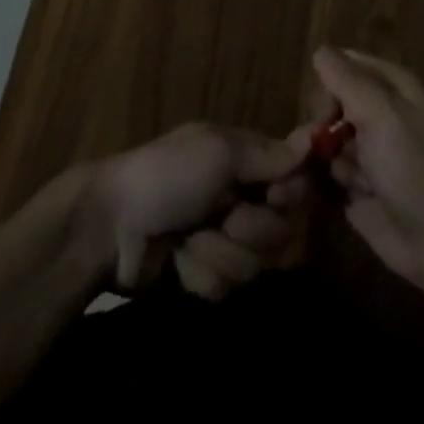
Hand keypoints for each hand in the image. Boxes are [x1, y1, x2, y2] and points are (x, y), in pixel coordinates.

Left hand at [91, 122, 312, 298]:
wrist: (110, 226)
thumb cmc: (166, 175)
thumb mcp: (217, 152)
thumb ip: (268, 154)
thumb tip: (314, 137)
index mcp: (242, 159)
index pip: (294, 181)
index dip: (290, 195)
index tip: (275, 196)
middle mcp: (238, 196)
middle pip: (281, 229)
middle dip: (252, 230)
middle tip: (222, 217)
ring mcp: (221, 238)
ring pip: (255, 264)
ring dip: (220, 253)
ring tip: (188, 240)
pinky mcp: (204, 274)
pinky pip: (226, 286)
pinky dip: (201, 273)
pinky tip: (177, 261)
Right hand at [311, 47, 423, 290]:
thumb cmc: (413, 169)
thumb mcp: (382, 115)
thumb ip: (348, 80)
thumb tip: (320, 51)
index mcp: (396, 88)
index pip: (349, 63)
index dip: (331, 78)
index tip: (325, 104)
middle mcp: (383, 112)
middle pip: (334, 97)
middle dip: (324, 118)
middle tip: (324, 139)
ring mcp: (371, 147)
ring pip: (328, 132)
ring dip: (327, 151)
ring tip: (346, 173)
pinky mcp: (359, 180)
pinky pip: (331, 165)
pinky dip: (334, 176)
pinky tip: (350, 191)